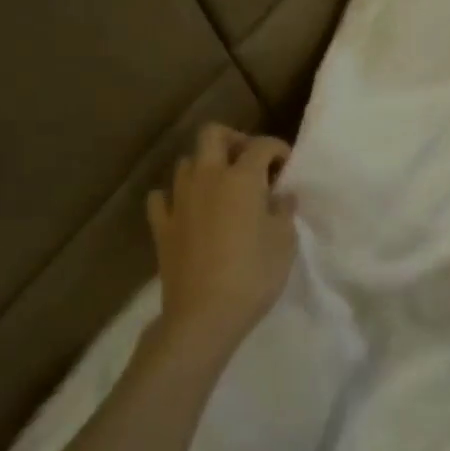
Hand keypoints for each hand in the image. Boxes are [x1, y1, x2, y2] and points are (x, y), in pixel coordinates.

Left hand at [146, 124, 297, 361]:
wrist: (204, 315)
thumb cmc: (254, 274)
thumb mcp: (284, 241)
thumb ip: (284, 211)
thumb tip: (281, 196)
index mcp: (242, 178)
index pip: (262, 145)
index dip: (278, 149)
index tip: (287, 166)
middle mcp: (208, 178)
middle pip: (213, 135)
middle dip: (234, 139)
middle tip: (250, 162)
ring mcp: (179, 201)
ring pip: (186, 163)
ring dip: (206, 166)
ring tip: (222, 187)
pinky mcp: (161, 226)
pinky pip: (162, 198)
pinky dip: (175, 197)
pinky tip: (187, 209)